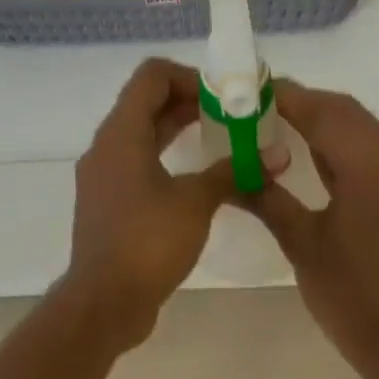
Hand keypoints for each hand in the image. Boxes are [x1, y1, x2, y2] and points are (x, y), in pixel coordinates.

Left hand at [58, 58, 234, 350]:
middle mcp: (105, 150)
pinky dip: (166, 164)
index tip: (225, 98)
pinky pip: (138, 170)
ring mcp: (103, 181)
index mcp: (121, 135)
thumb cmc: (148, 243)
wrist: (106, 301)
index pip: (151, 77)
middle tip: (232, 118)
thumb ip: (233, 173)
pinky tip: (197, 184)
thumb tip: (275, 157)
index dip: (190, 77)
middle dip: (190, 106)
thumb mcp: (196, 203)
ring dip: (178, 135)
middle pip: (146, 106)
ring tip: (221, 145)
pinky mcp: (108, 209)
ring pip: (142, 140)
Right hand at [247, 82, 378, 378]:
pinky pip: (368, 153)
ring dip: (320, 121)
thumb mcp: (302, 244)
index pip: (324, 112)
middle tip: (255, 108)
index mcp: (370, 168)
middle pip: (345, 112)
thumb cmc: (349, 296)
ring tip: (272, 124)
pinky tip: (305, 155)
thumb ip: (267, 199)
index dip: (285, 97)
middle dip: (302, 103)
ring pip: (359, 130)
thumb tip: (231, 172)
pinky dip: (336, 146)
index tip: (247, 90)